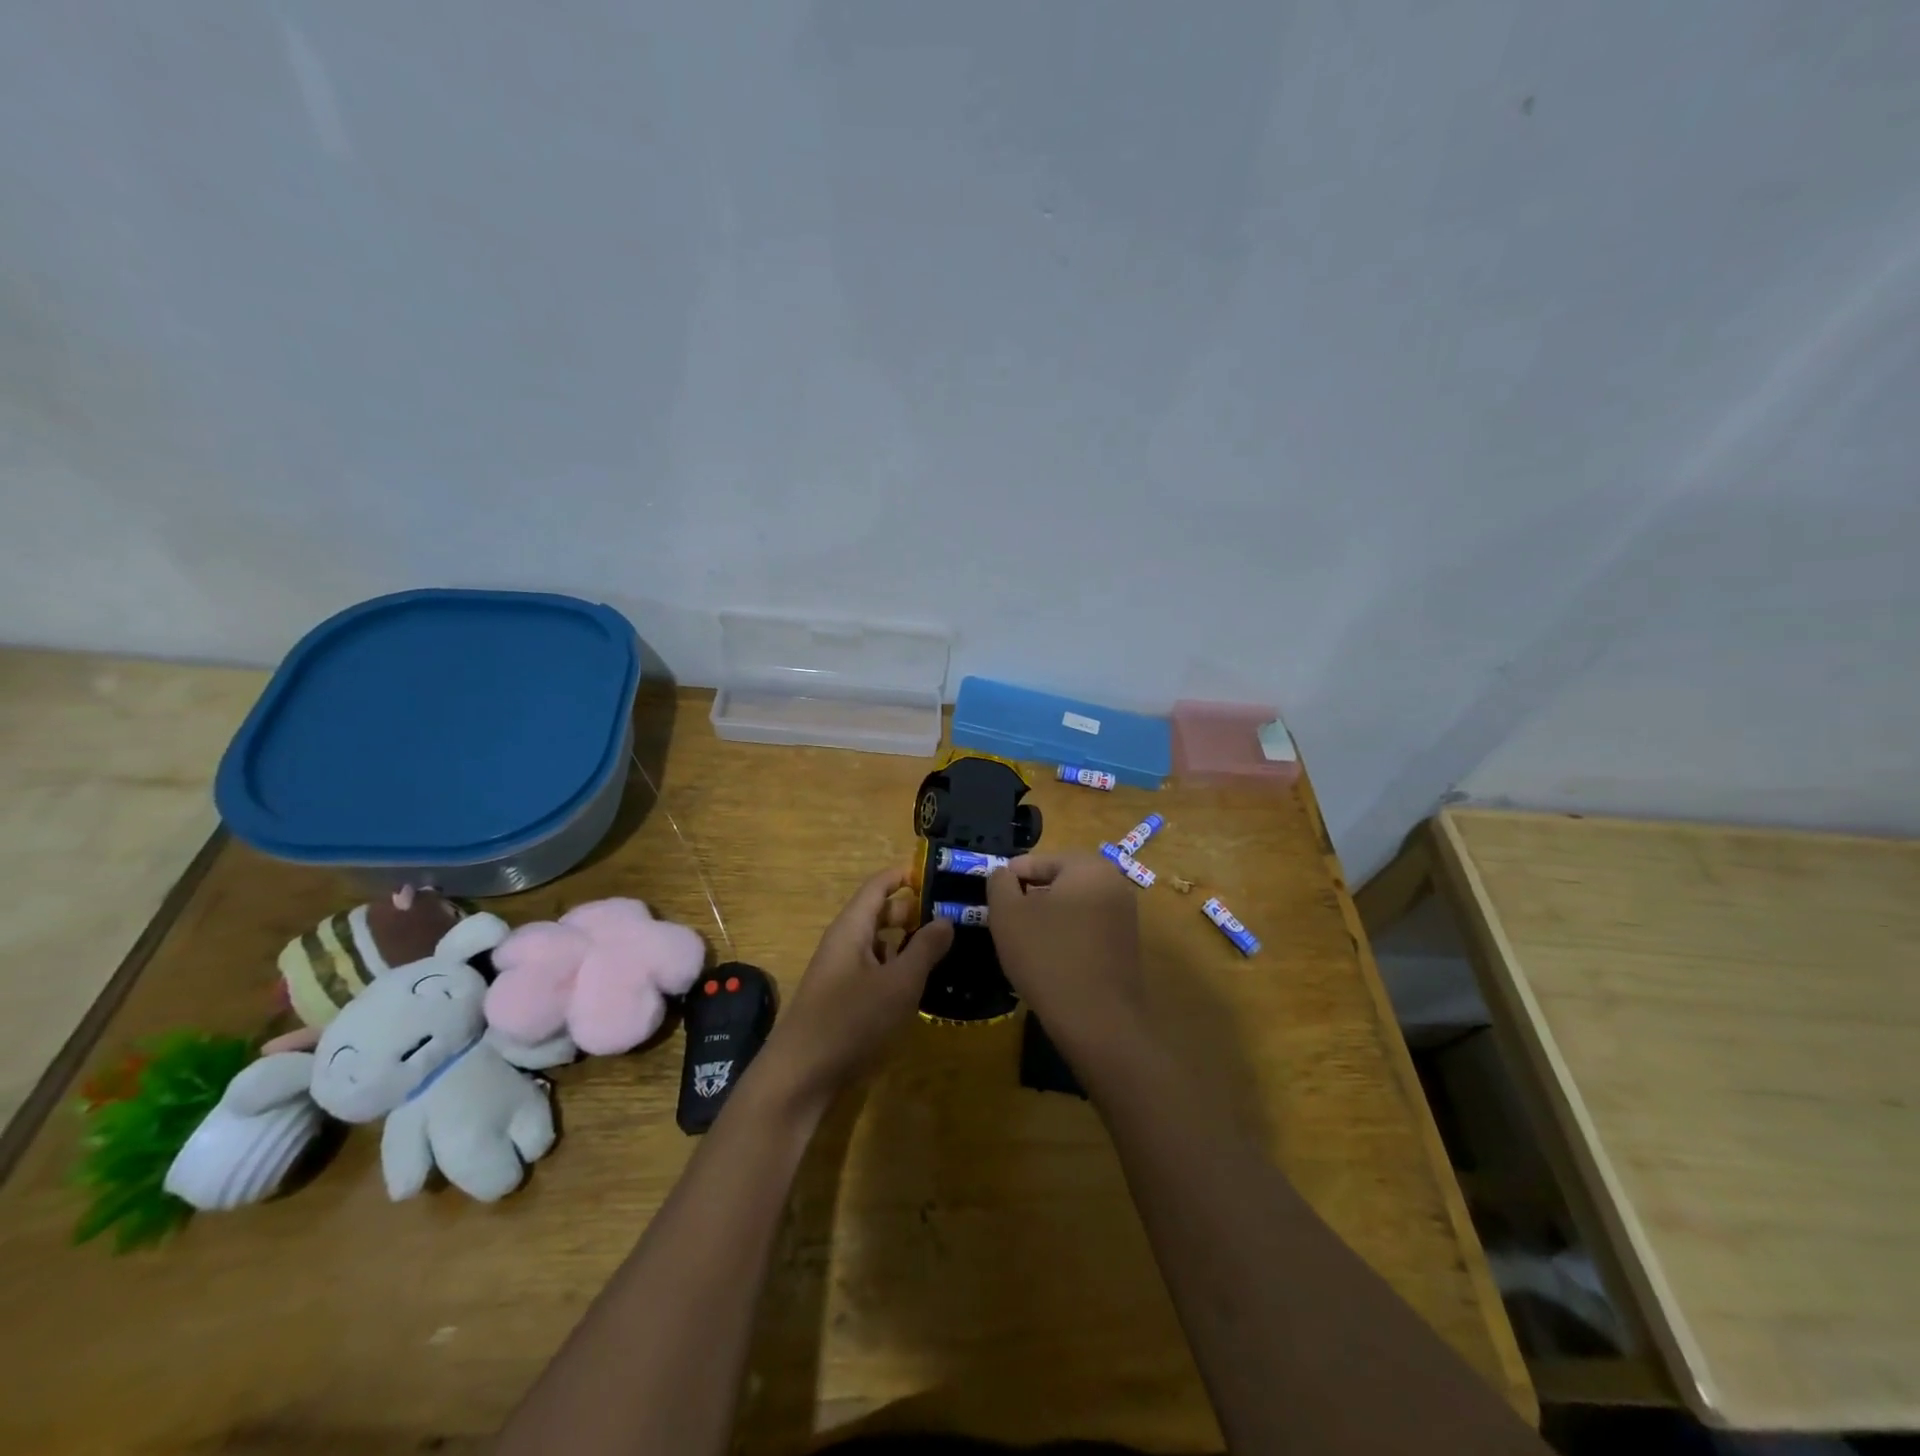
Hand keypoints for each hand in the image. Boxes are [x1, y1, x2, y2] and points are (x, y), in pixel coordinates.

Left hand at [758, 867, 954, 1103]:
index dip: (907, 875)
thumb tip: (945, 919)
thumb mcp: (899, 983)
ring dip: (909, 943)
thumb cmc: (851, 1020)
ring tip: (947, 947)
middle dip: (915, 911)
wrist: (800, 1076)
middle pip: (880, 913)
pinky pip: (876, 970)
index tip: (941, 876)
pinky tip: (922, 984)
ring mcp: (843, 972)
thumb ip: (925, 949)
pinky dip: (899, 969)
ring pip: (880, 944)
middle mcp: (845, 943)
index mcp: (852, 928)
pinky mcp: (844, 999)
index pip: (879, 885)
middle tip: (954, 916)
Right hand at [985, 853, 1149, 1070]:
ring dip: (1048, 915)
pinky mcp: (1127, 944)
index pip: (1040, 860)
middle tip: (1006, 917)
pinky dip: (1067, 933)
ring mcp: (1125, 915)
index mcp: (1088, 867)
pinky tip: (1049, 956)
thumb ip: (999, 883)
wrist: (1097, 1020)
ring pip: (1074, 903)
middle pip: (1060, 879)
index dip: (1011, 877)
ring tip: (1024, 938)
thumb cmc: (1047, 957)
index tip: (993, 897)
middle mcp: (1114, 883)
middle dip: (1031, 895)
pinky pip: (1088, 926)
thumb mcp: (1008, 915)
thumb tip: (1002, 873)